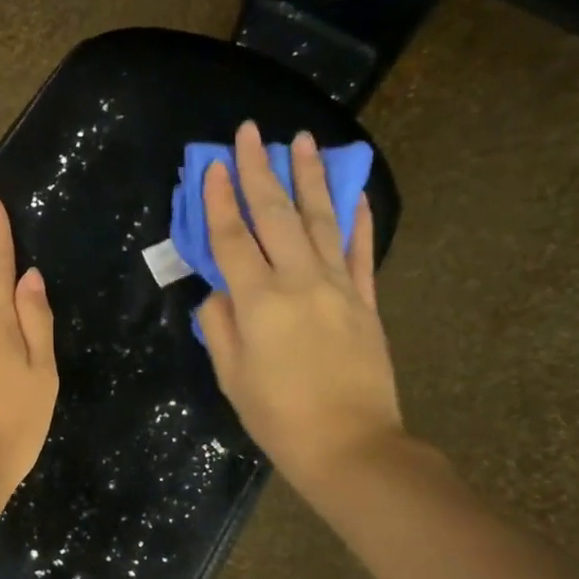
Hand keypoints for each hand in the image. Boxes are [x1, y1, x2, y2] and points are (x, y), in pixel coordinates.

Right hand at [196, 121, 403, 497]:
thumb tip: (218, 291)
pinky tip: (353, 194)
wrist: (351, 446)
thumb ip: (221, 326)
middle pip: (275, 216)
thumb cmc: (278, 417)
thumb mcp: (232, 377)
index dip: (218, 201)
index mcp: (260, 302)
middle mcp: (300, 282)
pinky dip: (357, 220)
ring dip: (309, 178)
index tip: (211, 165)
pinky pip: (362, 252)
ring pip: (321, 221)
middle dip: (259, 170)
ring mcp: (340, 288)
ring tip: (302, 141)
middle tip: (250, 132)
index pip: (232, 239)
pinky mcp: (367, 302)